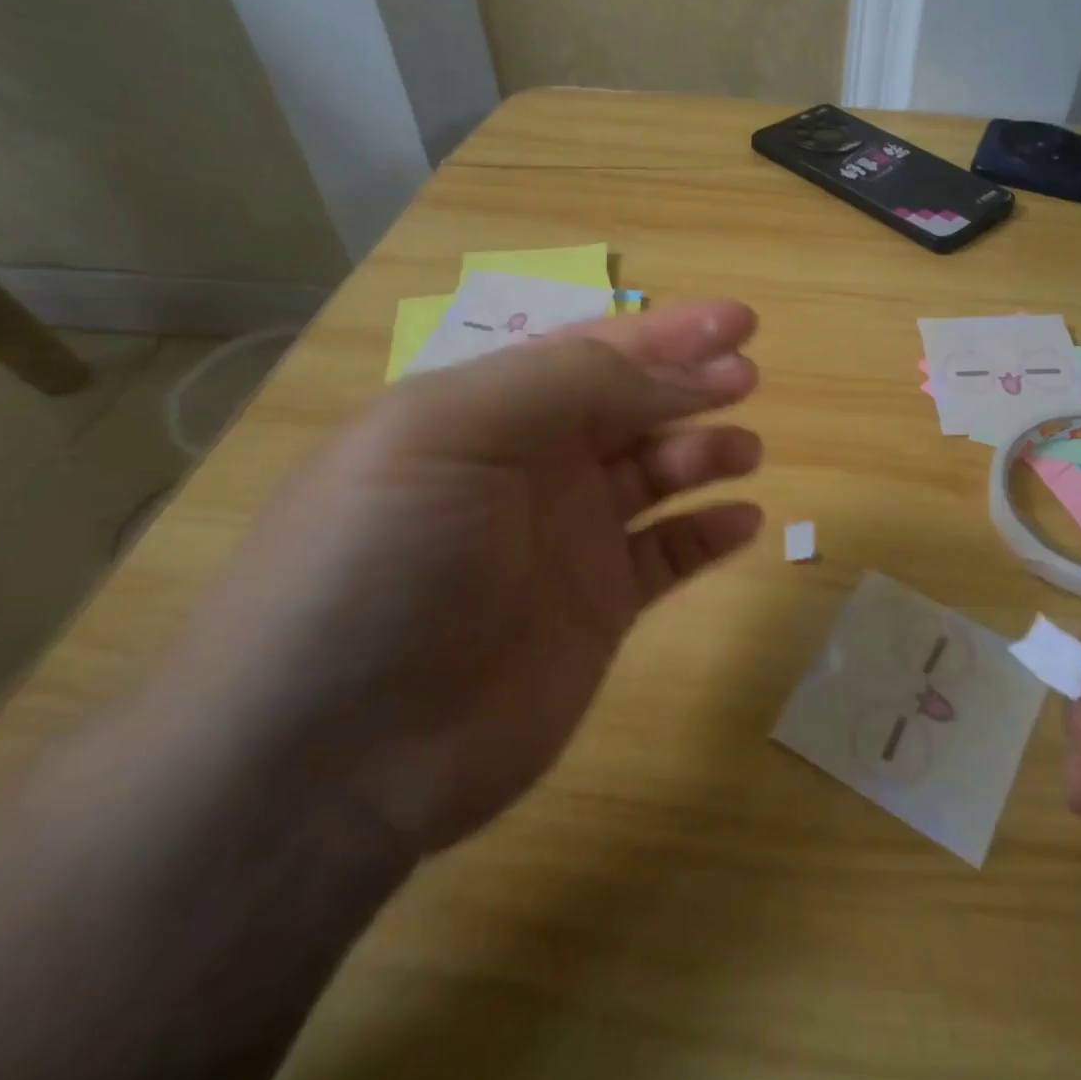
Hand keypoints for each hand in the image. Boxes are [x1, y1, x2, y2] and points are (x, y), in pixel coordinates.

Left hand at [159, 299, 763, 857]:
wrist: (331, 756)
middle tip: (749, 377)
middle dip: (691, 384)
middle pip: (629, 407)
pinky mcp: (597, 610)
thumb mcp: (449, 434)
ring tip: (747, 450)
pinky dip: (709, 534)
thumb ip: (567, 386)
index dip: (664, 333)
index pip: (589, 351)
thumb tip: (674, 376)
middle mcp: (529, 468)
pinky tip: (744, 521)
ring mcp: (566, 542)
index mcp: (485, 413)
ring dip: (705, 452)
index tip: (737, 323)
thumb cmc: (380, 563)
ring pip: (655, 476)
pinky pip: (668, 557)